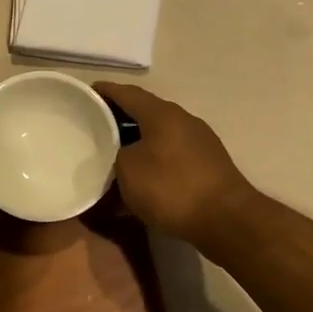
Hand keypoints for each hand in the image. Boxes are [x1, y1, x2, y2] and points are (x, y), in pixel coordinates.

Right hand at [94, 83, 260, 247]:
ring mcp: (199, 141)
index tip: (85, 94)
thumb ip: (117, 154)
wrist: (227, 220)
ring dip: (136, 141)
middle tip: (95, 126)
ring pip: (158, 134)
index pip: (127, 93)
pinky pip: (171, 153)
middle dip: (119, 118)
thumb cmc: (171, 188)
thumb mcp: (128, 170)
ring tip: (114, 154)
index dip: (105, 91)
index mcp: (161, 114)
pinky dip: (153, 158)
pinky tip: (141, 177)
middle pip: (144, 112)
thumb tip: (121, 154)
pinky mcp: (207, 164)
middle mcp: (182, 120)